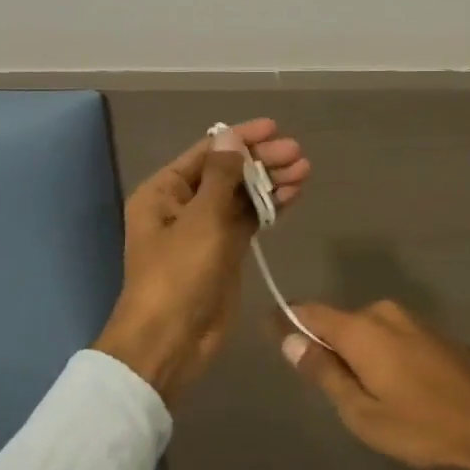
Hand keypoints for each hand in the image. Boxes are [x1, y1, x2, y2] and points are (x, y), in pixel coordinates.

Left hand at [94, 119, 310, 403]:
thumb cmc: (179, 274)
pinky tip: (293, 195)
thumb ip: (222, 176)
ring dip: (270, 183)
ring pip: (241, 196)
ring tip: (305, 172)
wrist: (172, 340)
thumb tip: (232, 137)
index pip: (208, 153)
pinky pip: (248, 221)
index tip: (275, 129)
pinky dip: (269, 208)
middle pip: (228, 172)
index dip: (241, 138)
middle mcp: (183, 205)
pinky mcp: (224, 252)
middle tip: (298, 155)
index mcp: (165, 192)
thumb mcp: (201, 220)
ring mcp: (205, 230)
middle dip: (262, 161)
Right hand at [276, 301, 469, 469]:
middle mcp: (383, 312)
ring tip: (369, 395)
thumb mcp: (363, 412)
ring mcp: (411, 319)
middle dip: (328, 348)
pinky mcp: (432, 330)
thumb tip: (291, 340)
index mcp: (361, 330)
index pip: (309, 312)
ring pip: (366, 330)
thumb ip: (324, 373)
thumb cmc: (423, 425)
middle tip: (333, 391)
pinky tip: (397, 386)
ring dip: (357, 353)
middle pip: (339, 323)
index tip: (271, 333)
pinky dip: (381, 353)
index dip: (287, 321)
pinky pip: (390, 335)